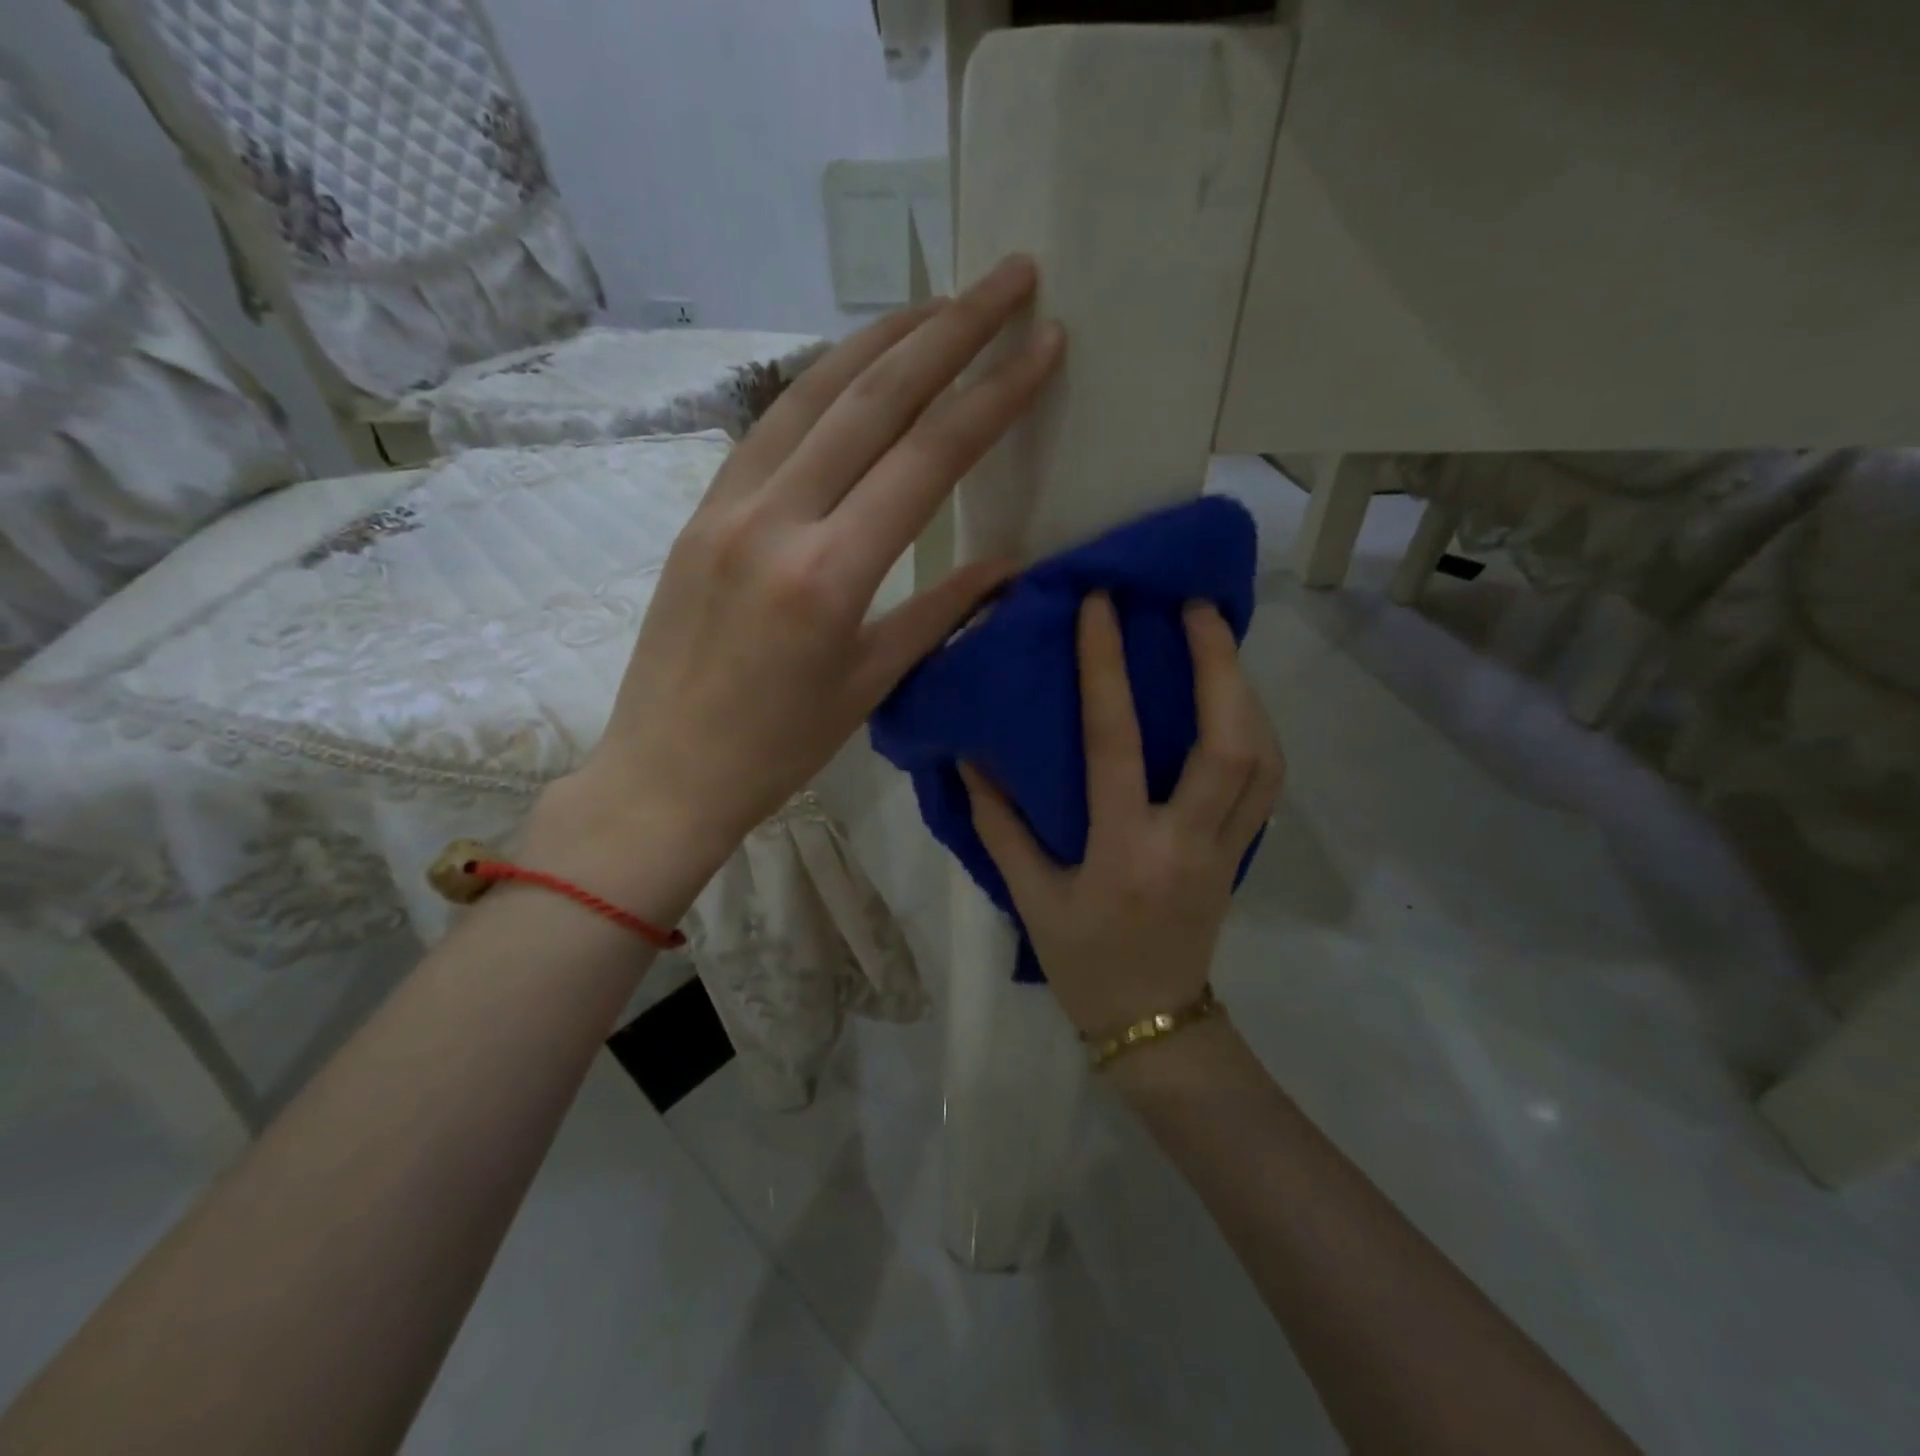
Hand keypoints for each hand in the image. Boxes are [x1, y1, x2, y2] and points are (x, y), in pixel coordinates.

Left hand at [540, 256, 1063, 888]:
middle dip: (949, 329)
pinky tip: (854, 366)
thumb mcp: (871, 683)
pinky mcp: (700, 510)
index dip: (994, 395)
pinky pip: (769, 426)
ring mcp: (728, 505)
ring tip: (939, 303)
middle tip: (1006, 276)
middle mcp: (776, 519)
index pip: (928, 459)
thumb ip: (941, 612)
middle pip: (873, 398)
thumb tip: (1007, 564)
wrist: (665, 770)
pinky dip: (820, 383)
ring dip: (882, 337)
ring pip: (813, 393)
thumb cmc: (778, 748)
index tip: (1044, 344)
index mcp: (830, 575)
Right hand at [961, 594, 1283, 1038]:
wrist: (1154, 1023)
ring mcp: (1227, 849)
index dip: (1107, 669)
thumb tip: (972, 760)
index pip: (1117, 744)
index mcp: (1125, 850)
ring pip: (1263, 758)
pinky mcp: (1243, 854)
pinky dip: (1259, 732)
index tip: (1102, 607)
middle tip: (1199, 607)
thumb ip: (1000, 825)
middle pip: (1228, 743)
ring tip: (1221, 643)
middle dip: (1219, 664)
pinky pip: (1268, 783)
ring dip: (1247, 691)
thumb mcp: (1030, 897)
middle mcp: (1187, 842)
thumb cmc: (1083, 961)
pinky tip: (1238, 704)